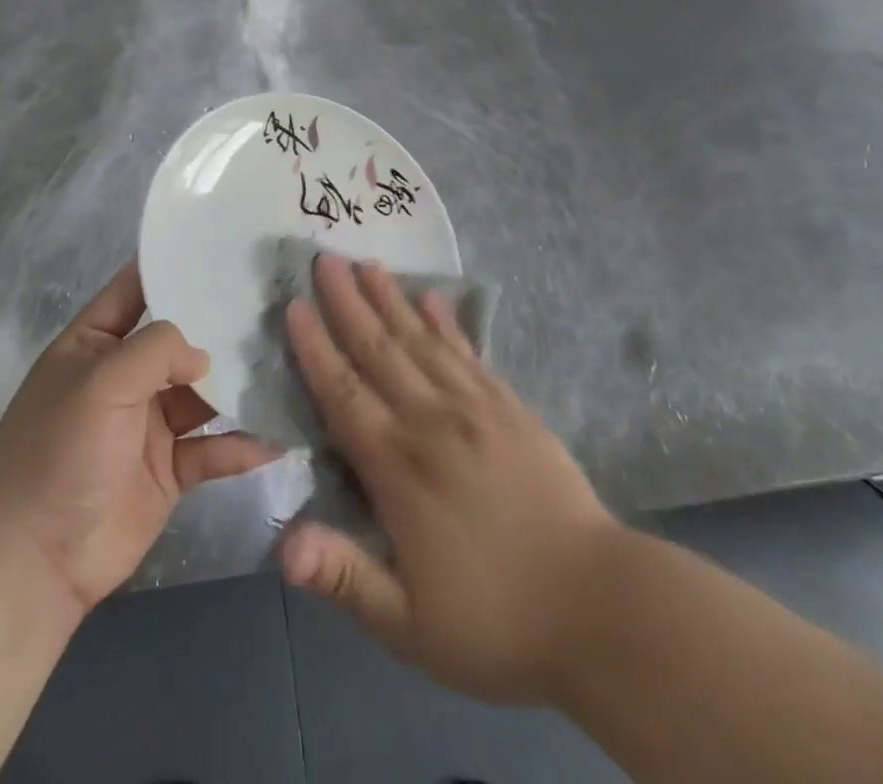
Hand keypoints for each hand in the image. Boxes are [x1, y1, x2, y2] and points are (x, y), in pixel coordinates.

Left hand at [0, 261, 278, 614]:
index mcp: (95, 343)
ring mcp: (148, 424)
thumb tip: (205, 354)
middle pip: (181, 341)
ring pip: (203, 393)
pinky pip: (212, 448)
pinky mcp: (169, 470)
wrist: (33, 563)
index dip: (172, 265)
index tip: (224, 243)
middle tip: (279, 304)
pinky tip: (277, 437)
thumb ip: (157, 349)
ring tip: (291, 364)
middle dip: (222, 326)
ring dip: (239, 385)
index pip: (136, 288)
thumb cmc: (58, 452)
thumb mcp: (101, 382)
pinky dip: (241, 444)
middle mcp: (125, 376)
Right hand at [282, 255, 617, 705]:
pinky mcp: (511, 408)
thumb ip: (344, 576)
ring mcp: (476, 408)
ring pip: (421, 340)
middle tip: (325, 258)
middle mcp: (432, 422)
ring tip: (368, 263)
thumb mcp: (408, 625)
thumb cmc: (496, 623)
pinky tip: (432, 298)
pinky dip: (446, 322)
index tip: (294, 305)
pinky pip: (468, 352)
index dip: (315, 348)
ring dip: (390, 299)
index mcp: (398, 468)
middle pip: (379, 350)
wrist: (601, 609)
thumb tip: (281, 546)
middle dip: (347, 303)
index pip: (344, 394)